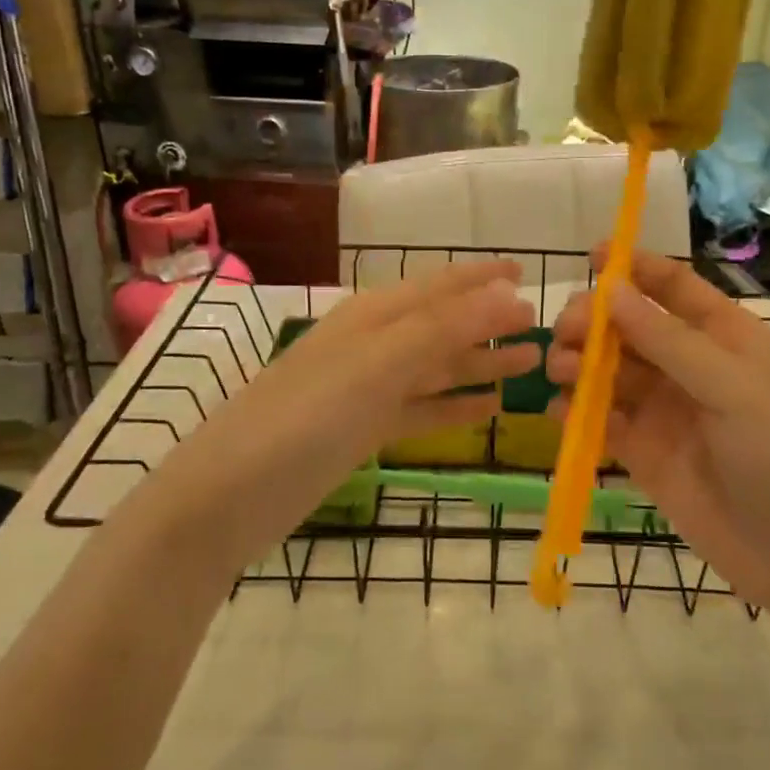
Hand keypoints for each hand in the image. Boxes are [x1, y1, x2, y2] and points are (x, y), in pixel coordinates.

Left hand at [148, 260, 538, 571]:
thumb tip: (507, 295)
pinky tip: (488, 410)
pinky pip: (422, 410)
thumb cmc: (304, 417)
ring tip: (528, 366)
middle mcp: (373, 344)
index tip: (526, 273)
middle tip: (540, 329)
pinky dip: (455, 407)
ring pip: (436, 368)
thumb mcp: (377, 365)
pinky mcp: (363, 431)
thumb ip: (442, 329)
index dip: (481, 278)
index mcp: (373, 316)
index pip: (439, 285)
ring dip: (479, 364)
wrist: (228, 496)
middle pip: (443, 326)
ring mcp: (367, 389)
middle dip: (489, 323)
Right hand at [547, 250, 769, 608]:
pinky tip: (560, 413)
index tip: (593, 255)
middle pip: (630, 327)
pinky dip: (577, 413)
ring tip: (560, 371)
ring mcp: (665, 411)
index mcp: (724, 337)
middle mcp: (689, 367)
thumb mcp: (733, 387)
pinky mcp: (644, 454)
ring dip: (580, 364)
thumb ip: (668, 339)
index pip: (674, 287)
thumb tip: (610, 289)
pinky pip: (603, 422)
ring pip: (609, 372)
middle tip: (568, 332)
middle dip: (595, 322)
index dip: (635, 267)